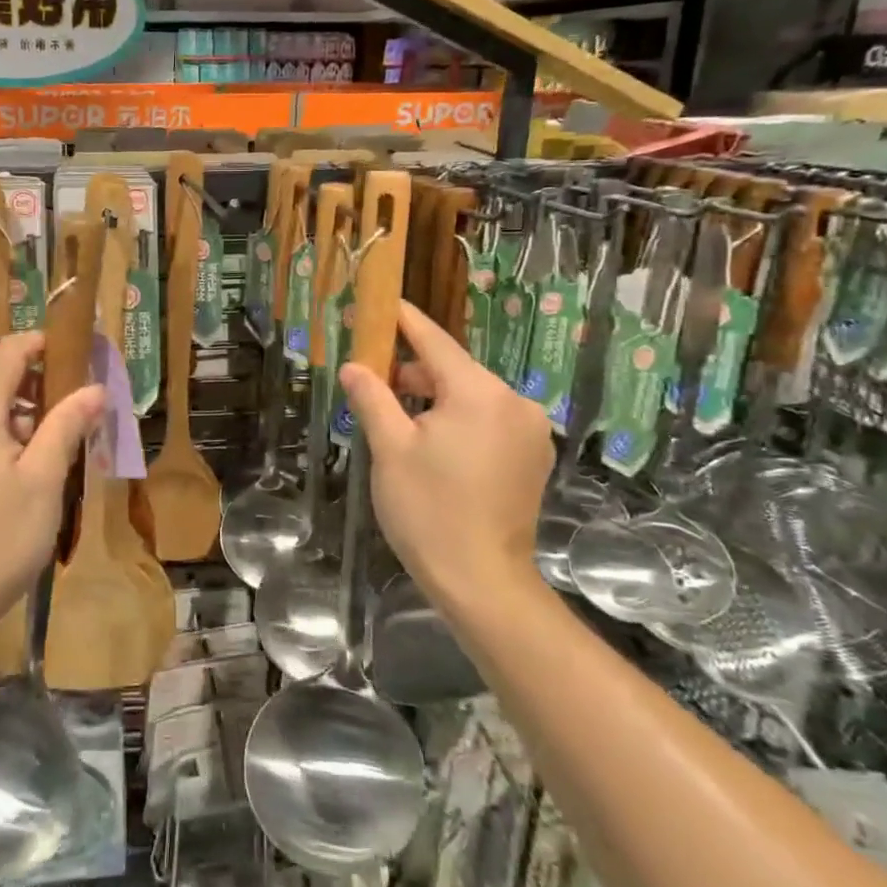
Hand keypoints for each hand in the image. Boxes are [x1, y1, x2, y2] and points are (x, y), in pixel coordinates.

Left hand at [0, 331, 103, 628]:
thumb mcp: (44, 479)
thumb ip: (67, 424)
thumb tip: (95, 389)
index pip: (8, 352)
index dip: (41, 345)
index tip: (75, 354)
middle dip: (25, 372)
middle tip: (64, 398)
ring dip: (4, 398)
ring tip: (42, 432)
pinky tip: (8, 457)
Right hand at [339, 301, 553, 597]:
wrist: (482, 582)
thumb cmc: (429, 510)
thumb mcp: (390, 449)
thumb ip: (372, 398)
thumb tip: (354, 366)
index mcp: (479, 393)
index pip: (435, 342)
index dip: (405, 322)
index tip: (383, 303)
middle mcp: (513, 402)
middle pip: (455, 370)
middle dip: (414, 373)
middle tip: (373, 383)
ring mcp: (530, 431)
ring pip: (472, 397)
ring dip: (436, 399)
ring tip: (397, 419)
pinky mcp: (533, 457)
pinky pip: (489, 420)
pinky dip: (459, 420)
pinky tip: (432, 443)